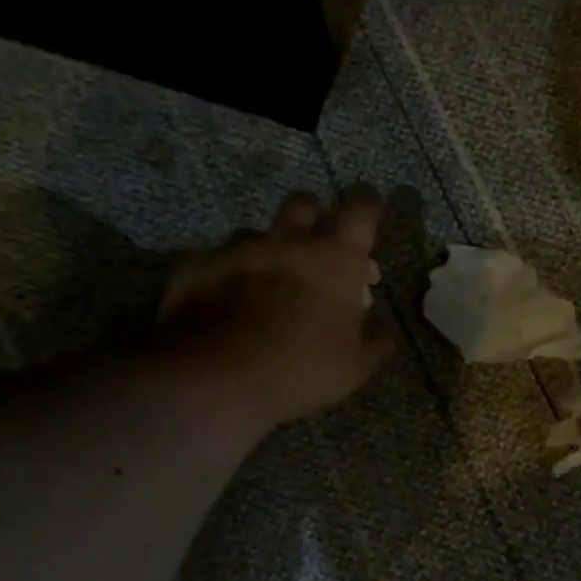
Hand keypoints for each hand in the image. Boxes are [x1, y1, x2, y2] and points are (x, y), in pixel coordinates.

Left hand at [155, 189, 392, 430]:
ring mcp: (238, 250)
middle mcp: (288, 241)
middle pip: (304, 203)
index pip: (361, 209)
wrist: (217, 378)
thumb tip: (383, 327)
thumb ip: (375, 341)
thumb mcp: (354, 368)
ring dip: (266, 249)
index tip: (369, 212)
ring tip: (263, 280)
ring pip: (256, 232)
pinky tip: (220, 300)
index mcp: (335, 259)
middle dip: (313, 215)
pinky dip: (223, 274)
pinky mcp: (197, 265)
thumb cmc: (300, 370)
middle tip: (315, 245)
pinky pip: (214, 259)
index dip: (368, 205)